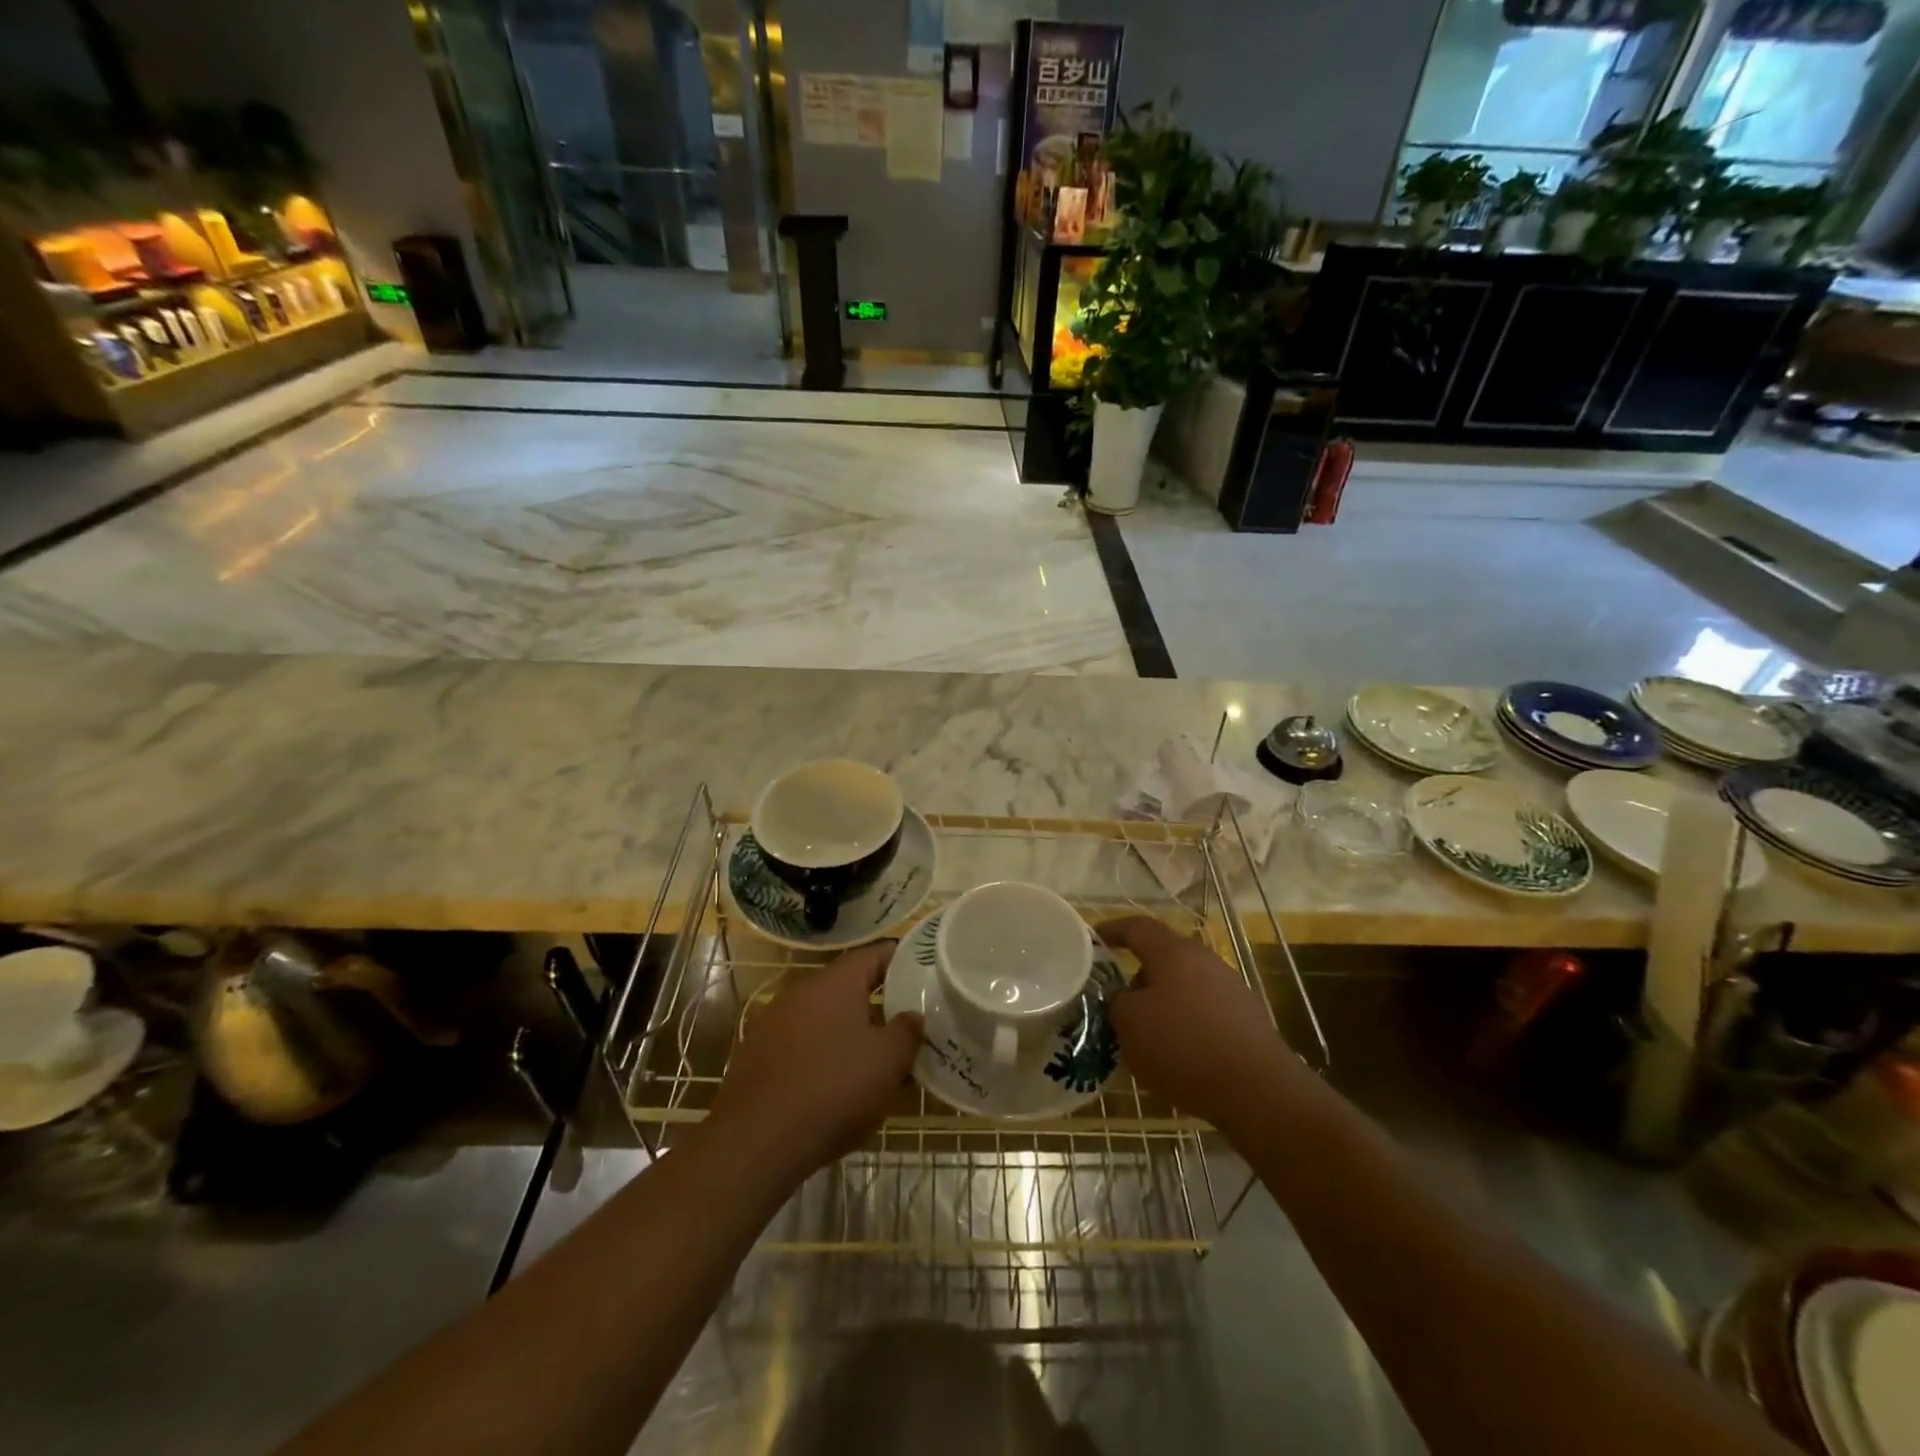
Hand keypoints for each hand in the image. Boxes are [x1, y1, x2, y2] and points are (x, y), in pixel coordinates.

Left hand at [709, 941, 921, 1182]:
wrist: (757, 1139)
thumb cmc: (834, 1087)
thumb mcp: (888, 1061)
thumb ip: (907, 1031)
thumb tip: (912, 1015)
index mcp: (836, 982)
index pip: (874, 955)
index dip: (900, 960)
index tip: (921, 973)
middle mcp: (802, 991)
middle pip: (847, 987)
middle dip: (876, 1004)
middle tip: (903, 1025)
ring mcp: (774, 1021)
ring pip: (823, 1018)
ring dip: (848, 1032)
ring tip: (873, 1061)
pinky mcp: (756, 1054)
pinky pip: (800, 1044)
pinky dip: (821, 1055)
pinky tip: (834, 1085)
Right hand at [1096, 916, 1296, 1133]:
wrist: (1258, 1089)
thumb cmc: (1184, 1047)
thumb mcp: (1130, 1025)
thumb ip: (1118, 1002)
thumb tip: (1124, 996)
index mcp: (1173, 952)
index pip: (1137, 928)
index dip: (1113, 930)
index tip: (1094, 938)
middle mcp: (1204, 960)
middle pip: (1164, 957)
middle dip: (1139, 976)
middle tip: (1119, 1001)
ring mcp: (1231, 987)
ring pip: (1185, 986)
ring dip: (1164, 1003)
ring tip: (1148, 1034)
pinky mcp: (1248, 1018)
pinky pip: (1205, 1010)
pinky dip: (1187, 1024)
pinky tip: (1180, 1054)